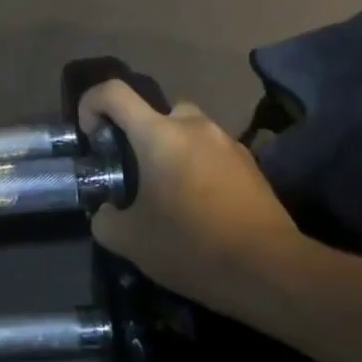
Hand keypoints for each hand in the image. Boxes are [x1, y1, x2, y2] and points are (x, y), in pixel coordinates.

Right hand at [80, 80, 309, 314]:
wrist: (270, 269)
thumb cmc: (191, 245)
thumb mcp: (129, 241)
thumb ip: (105, 219)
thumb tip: (106, 212)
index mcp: (158, 134)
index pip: (113, 92)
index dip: (91, 103)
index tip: (91, 136)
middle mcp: (193, 126)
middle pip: (155, 111)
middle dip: (138, 135)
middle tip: (134, 173)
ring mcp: (227, 142)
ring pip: (187, 131)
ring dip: (172, 151)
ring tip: (169, 194)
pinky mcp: (250, 164)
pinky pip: (212, 152)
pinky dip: (199, 167)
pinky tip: (201, 207)